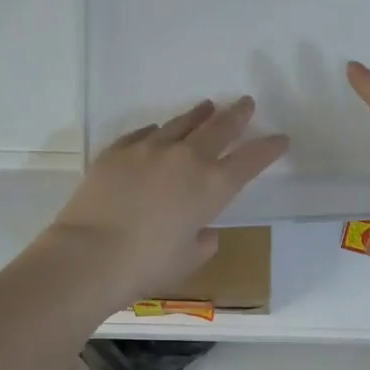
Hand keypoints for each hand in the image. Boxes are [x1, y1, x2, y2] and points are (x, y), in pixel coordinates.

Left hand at [45, 97, 288, 303]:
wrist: (89, 255)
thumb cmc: (147, 265)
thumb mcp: (188, 259)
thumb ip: (203, 242)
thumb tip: (204, 231)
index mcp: (212, 188)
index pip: (250, 160)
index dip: (268, 148)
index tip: (280, 139)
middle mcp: (185, 159)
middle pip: (218, 129)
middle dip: (236, 116)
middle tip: (246, 104)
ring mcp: (148, 150)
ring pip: (181, 124)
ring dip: (198, 115)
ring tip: (207, 107)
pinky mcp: (117, 151)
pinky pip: (144, 134)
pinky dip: (158, 132)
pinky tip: (158, 131)